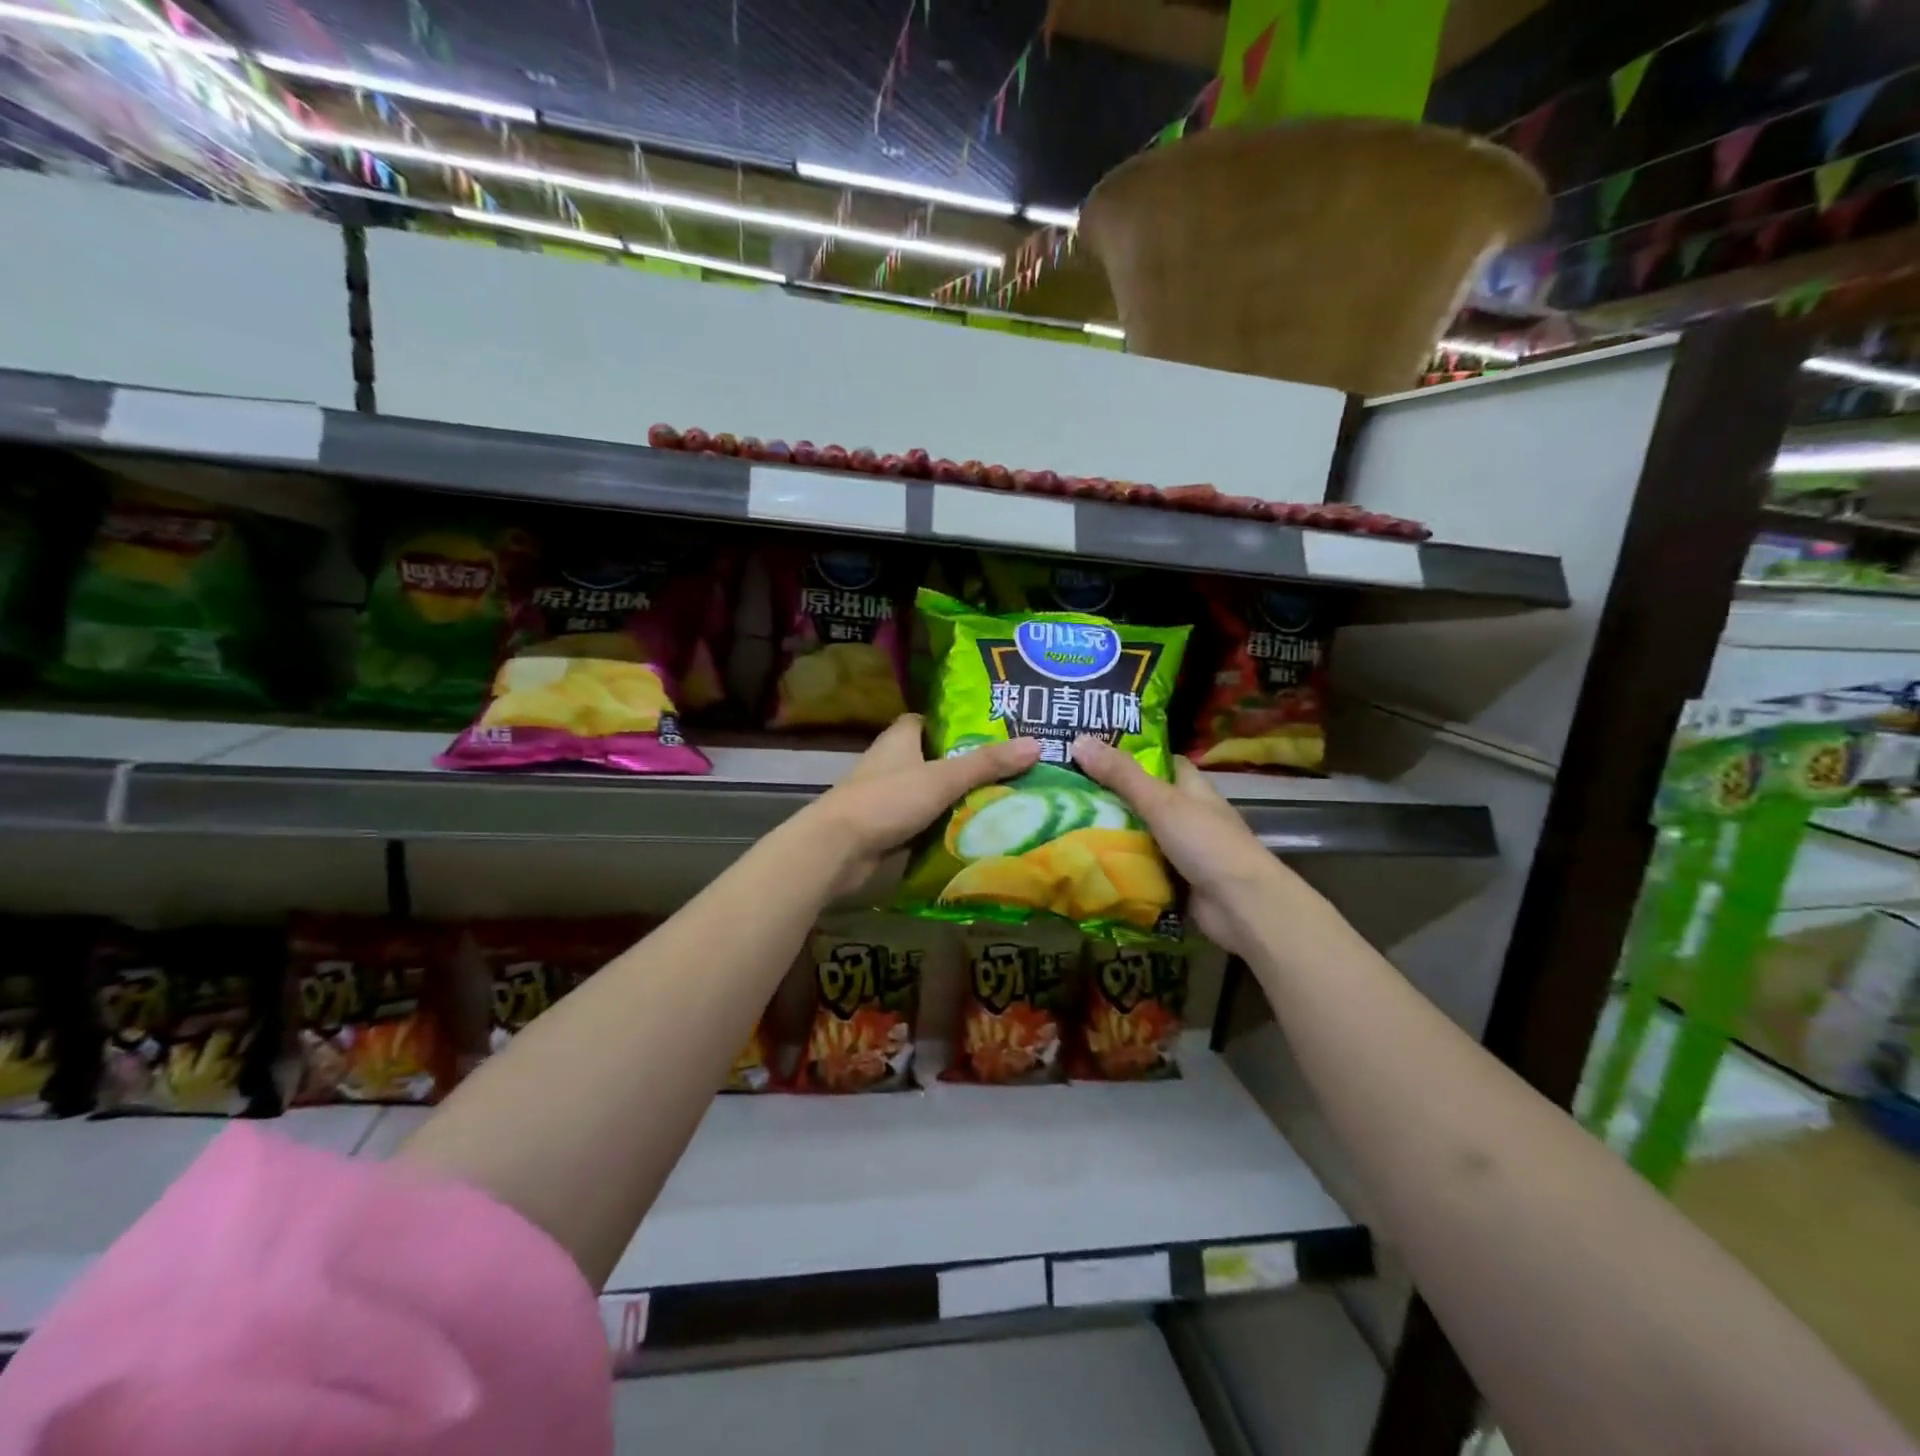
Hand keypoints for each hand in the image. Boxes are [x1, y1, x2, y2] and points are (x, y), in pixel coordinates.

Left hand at [807, 715, 1040, 895]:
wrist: (837, 849)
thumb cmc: (887, 800)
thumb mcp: (943, 778)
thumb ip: (987, 763)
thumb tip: (1036, 744)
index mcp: (900, 738)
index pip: (932, 722)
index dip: (959, 725)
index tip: (994, 734)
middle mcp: (892, 762)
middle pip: (936, 758)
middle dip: (967, 766)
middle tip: (1010, 772)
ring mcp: (887, 796)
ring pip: (931, 792)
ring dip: (957, 799)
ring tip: (1003, 802)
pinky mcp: (886, 827)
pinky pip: (923, 821)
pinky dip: (943, 826)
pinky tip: (973, 833)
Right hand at [1070, 735, 1279, 956]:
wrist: (1240, 906)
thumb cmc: (1205, 842)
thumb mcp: (1160, 802)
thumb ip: (1121, 775)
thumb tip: (1079, 739)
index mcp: (1192, 787)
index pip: (1161, 762)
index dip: (1130, 755)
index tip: (1092, 752)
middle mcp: (1188, 814)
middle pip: (1143, 800)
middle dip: (1110, 797)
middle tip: (1066, 792)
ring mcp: (1182, 850)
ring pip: (1139, 835)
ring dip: (1111, 834)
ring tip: (1065, 824)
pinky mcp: (1175, 880)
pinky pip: (1140, 868)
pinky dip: (1119, 867)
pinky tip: (1086, 862)